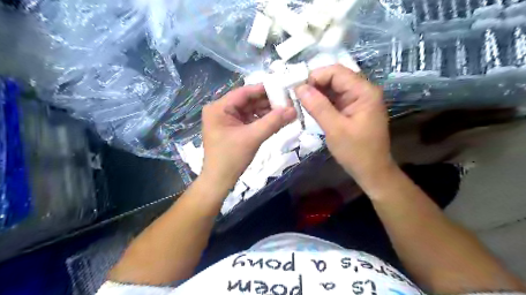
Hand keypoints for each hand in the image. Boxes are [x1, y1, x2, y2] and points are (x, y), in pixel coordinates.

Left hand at [201, 84, 294, 191]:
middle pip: (248, 101)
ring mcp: (226, 119)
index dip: (264, 89)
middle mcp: (221, 110)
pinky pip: (249, 119)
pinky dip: (261, 120)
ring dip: (266, 111)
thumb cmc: (231, 158)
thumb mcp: (253, 137)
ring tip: (285, 111)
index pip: (244, 92)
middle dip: (267, 102)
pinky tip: (276, 120)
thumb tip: (294, 109)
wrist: (219, 181)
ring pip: (250, 110)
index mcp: (219, 108)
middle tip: (288, 101)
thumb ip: (273, 122)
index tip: (283, 88)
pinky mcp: (232, 128)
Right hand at [296, 65, 389, 188]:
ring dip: (317, 93)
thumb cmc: (356, 152)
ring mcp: (358, 100)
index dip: (315, 77)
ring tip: (301, 102)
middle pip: (335, 78)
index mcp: (364, 92)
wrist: (372, 171)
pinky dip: (322, 102)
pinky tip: (311, 108)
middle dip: (315, 85)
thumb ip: (317, 106)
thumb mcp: (335, 129)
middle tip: (297, 96)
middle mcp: (363, 91)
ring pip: (333, 88)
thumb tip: (299, 88)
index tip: (297, 89)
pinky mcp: (353, 109)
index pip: (337, 72)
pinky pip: (335, 99)